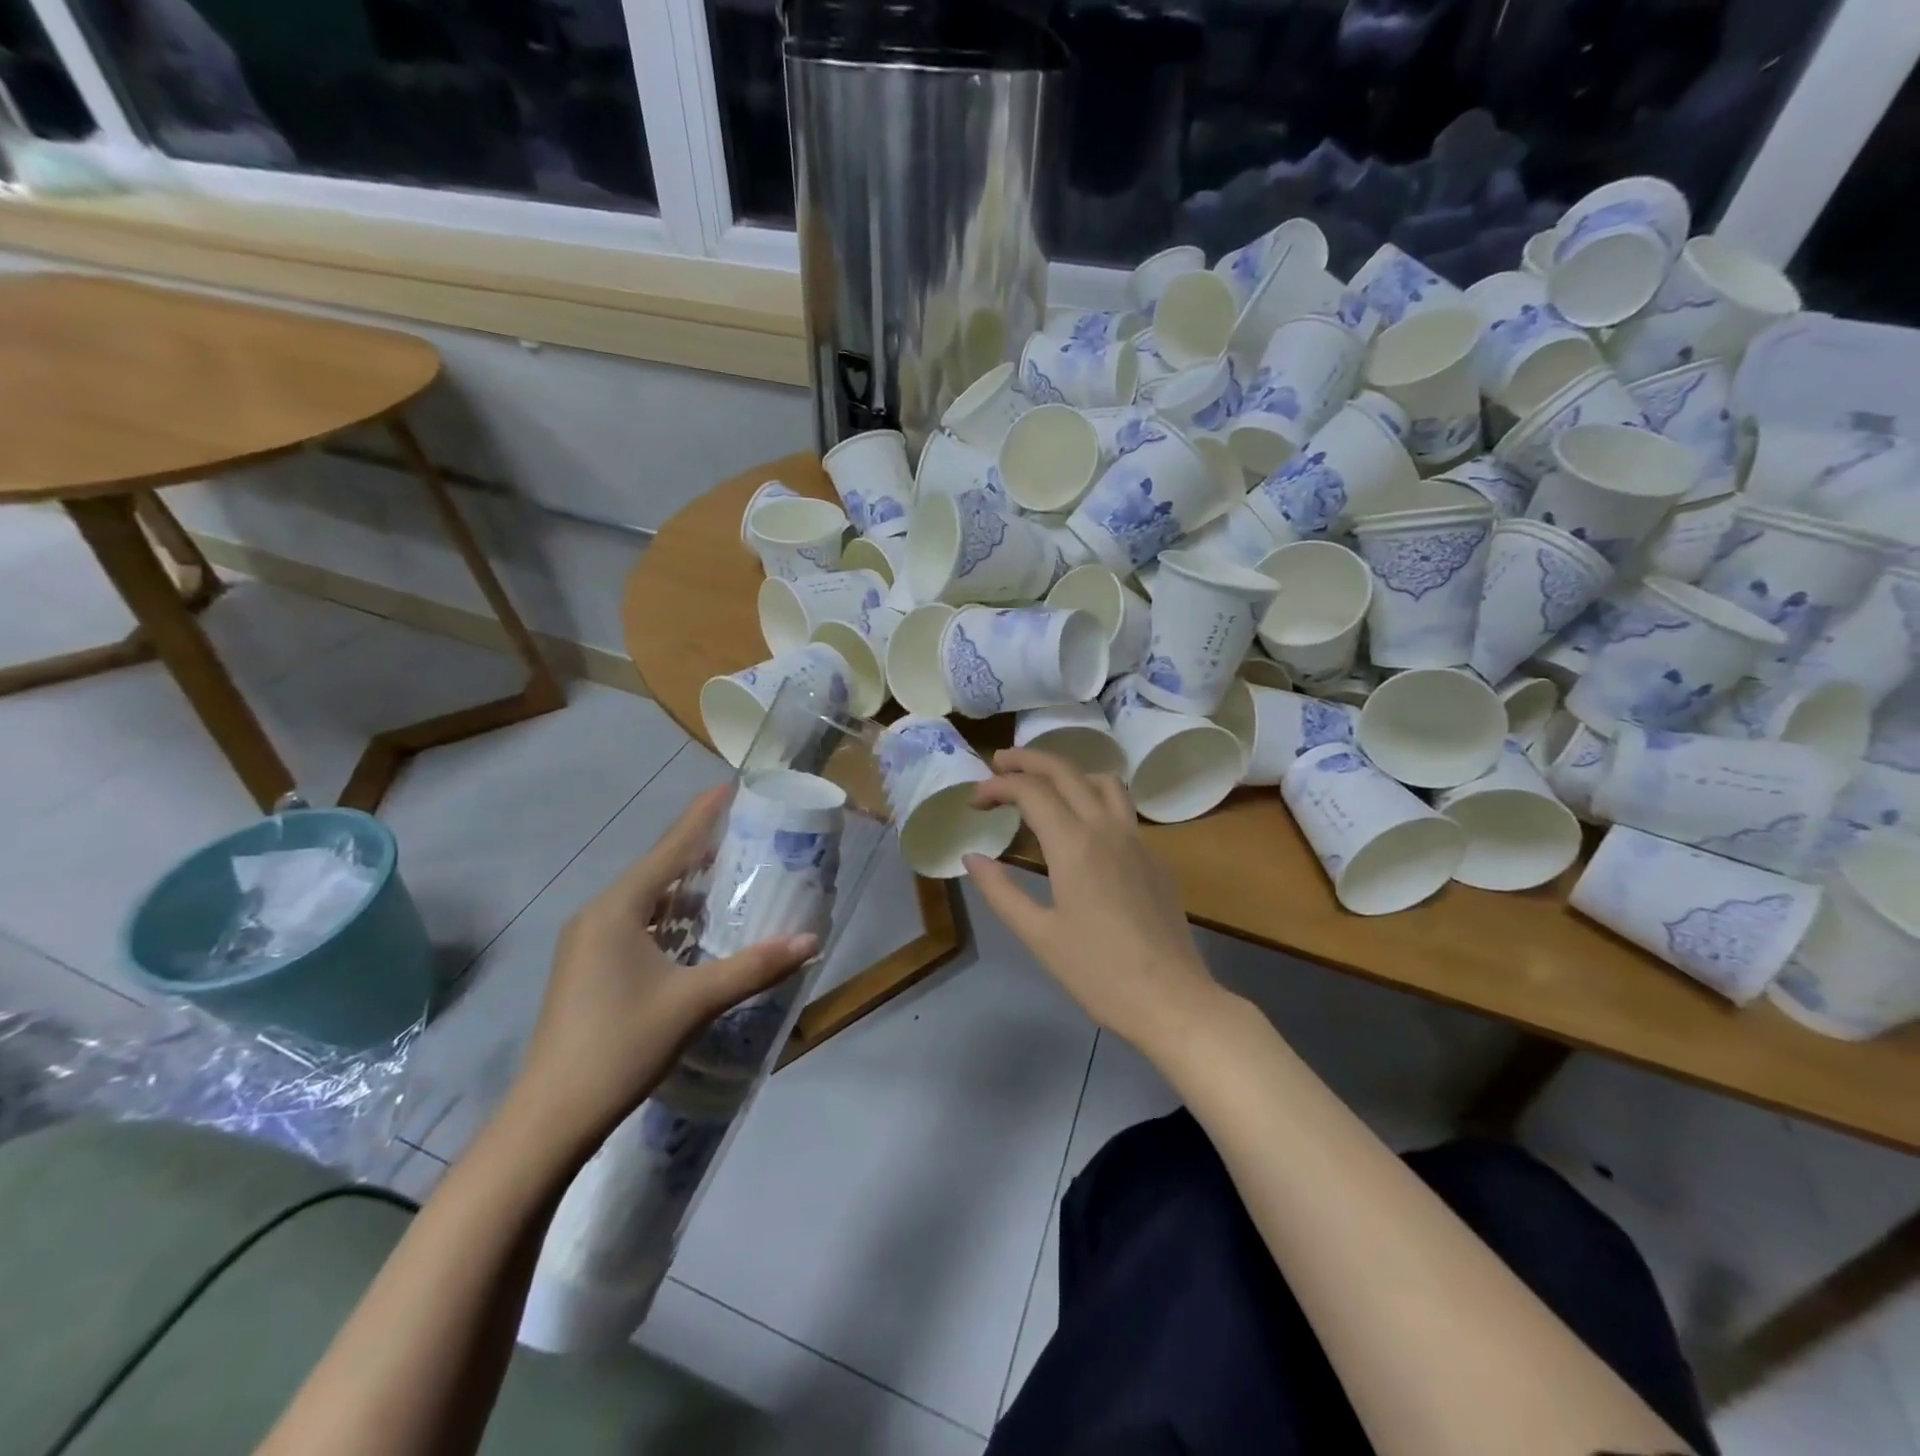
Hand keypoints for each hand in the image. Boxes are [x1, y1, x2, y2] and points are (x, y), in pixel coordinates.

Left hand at [506, 787, 816, 1150]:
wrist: (549, 1118)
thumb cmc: (621, 1045)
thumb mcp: (694, 1002)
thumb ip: (754, 966)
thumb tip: (812, 940)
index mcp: (618, 908)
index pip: (671, 848)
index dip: (702, 815)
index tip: (731, 786)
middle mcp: (599, 915)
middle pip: (659, 869)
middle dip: (701, 850)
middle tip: (747, 832)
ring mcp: (589, 944)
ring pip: (649, 901)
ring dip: (688, 889)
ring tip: (733, 876)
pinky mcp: (590, 970)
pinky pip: (639, 926)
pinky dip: (673, 919)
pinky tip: (699, 930)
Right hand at [964, 749, 1219, 1053]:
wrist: (1172, 1000)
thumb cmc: (1098, 973)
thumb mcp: (1038, 935)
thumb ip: (1000, 891)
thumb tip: (972, 857)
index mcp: (1075, 845)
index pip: (1031, 791)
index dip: (997, 786)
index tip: (974, 800)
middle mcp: (1107, 829)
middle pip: (1066, 771)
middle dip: (1028, 759)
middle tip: (998, 764)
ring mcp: (1137, 840)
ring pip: (1103, 781)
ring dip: (1068, 771)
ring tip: (1042, 785)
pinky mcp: (1154, 858)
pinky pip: (1122, 808)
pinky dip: (1092, 797)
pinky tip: (1081, 826)